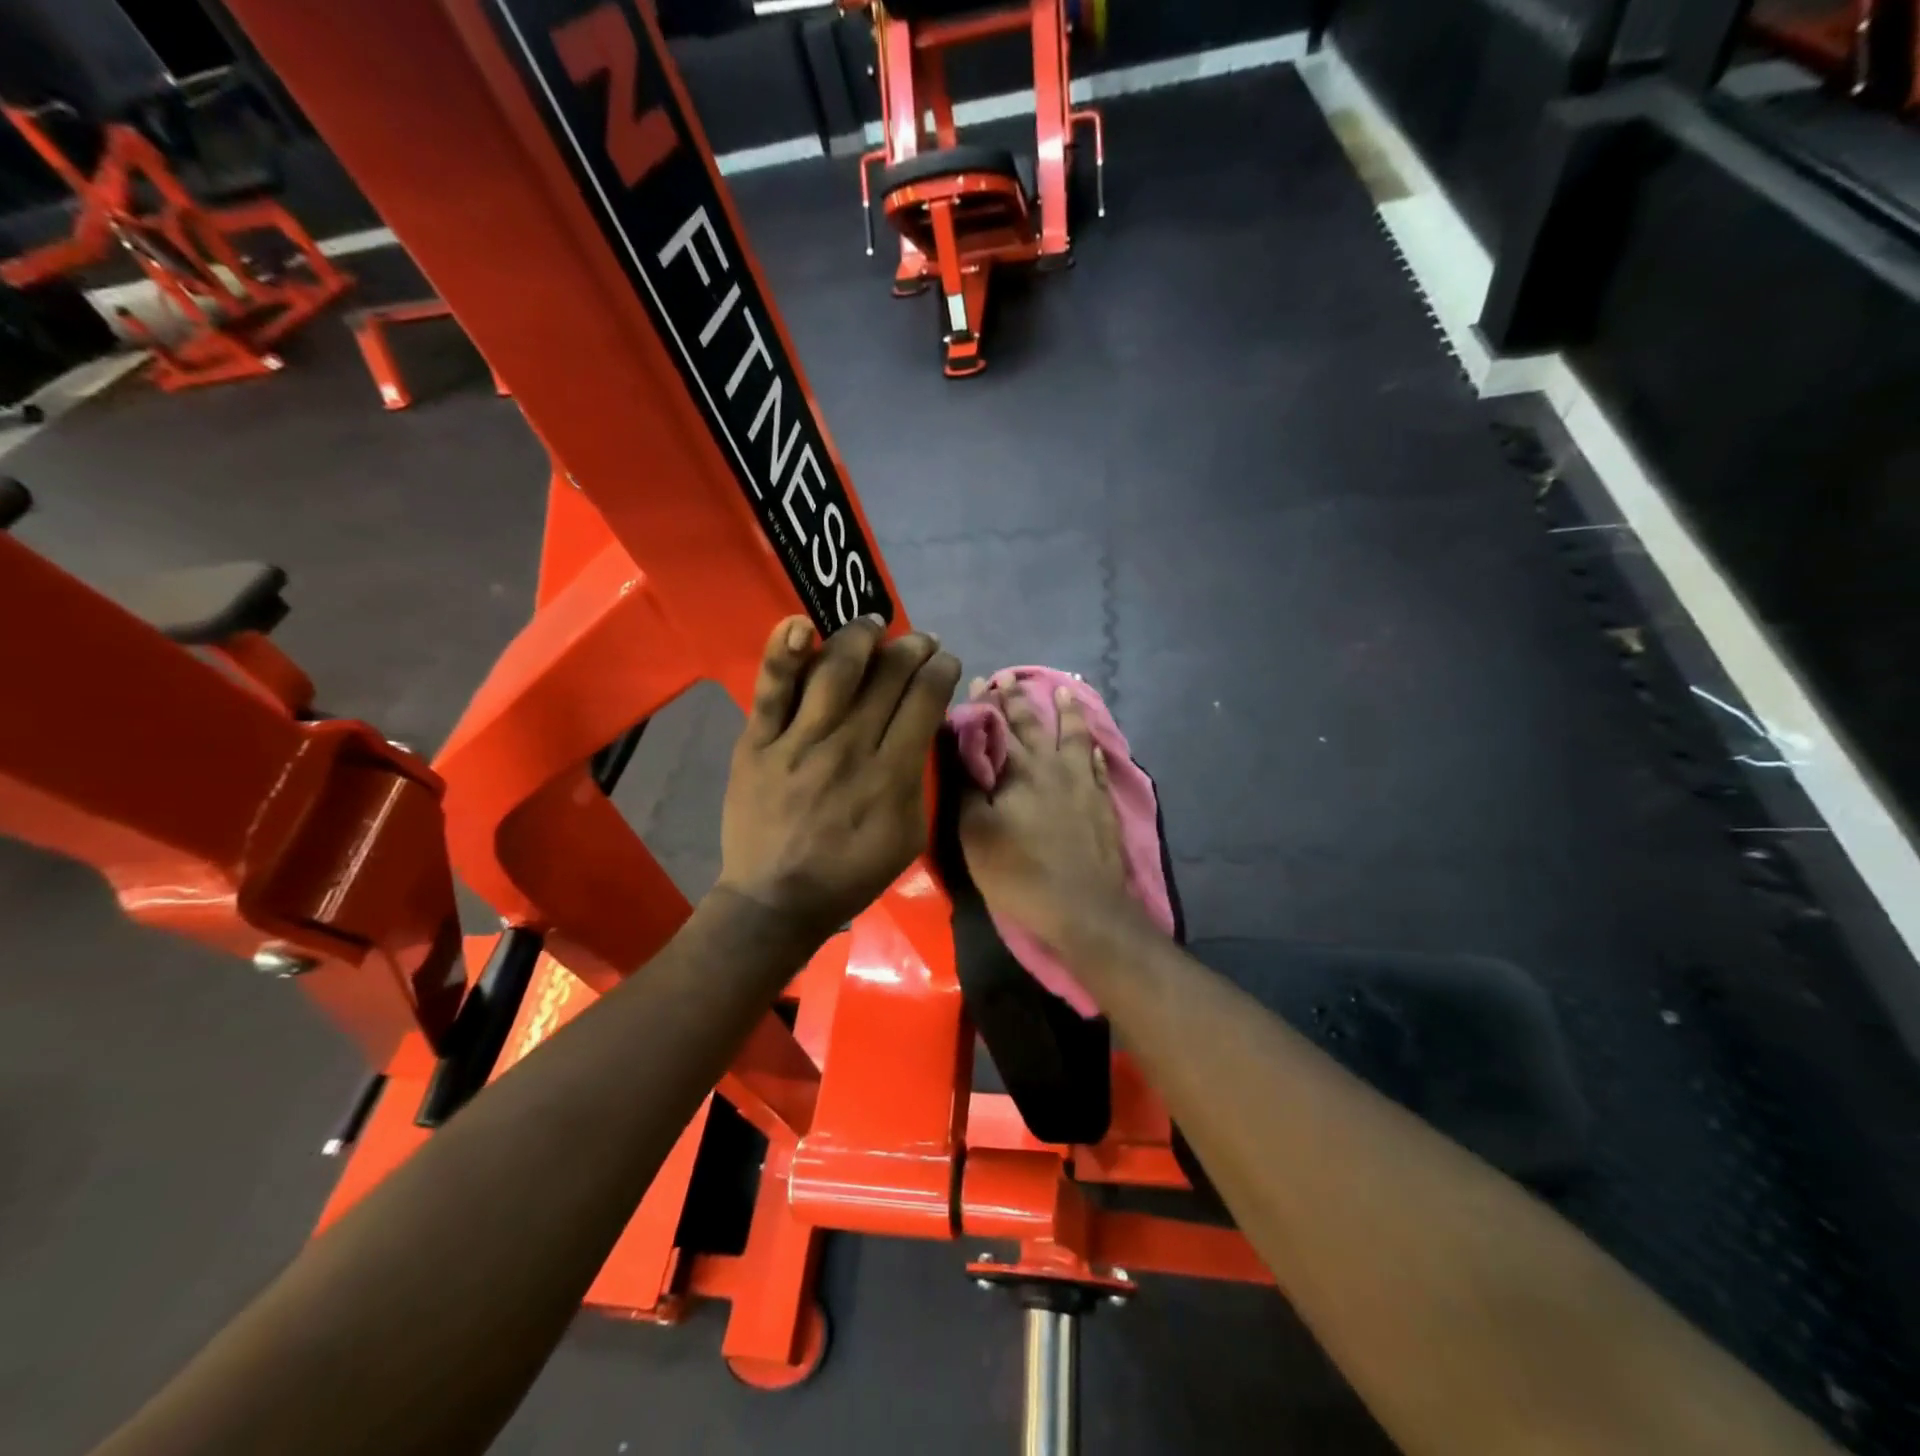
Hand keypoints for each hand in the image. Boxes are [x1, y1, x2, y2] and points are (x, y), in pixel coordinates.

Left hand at [717, 614, 961, 942]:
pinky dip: (784, 653)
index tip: (945, 660)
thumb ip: (918, 780)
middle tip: (921, 640)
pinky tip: (799, 625)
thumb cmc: (850, 873)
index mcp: (892, 773)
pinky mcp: (758, 742)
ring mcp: (799, 740)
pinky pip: (771, 690)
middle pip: (887, 677)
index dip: (940, 670)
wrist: (777, 899)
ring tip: (874, 622)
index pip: (924, 700)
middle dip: (912, 648)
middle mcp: (850, 746)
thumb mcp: (909, 836)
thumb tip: (922, 731)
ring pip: (835, 670)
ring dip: (861, 636)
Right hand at [957, 678, 1143, 954]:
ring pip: (1074, 736)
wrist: (1083, 908)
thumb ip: (966, 787)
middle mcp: (1053, 767)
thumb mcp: (975, 833)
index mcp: (1018, 771)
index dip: (986, 705)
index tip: (978, 682)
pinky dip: (1093, 751)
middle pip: (1034, 724)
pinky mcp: (1103, 804)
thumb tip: (958, 748)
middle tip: (1010, 677)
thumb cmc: (1020, 872)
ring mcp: (1083, 784)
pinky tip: (1094, 746)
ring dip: (1067, 712)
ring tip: (1065, 690)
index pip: (997, 728)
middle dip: (1018, 699)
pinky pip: (1099, 767)